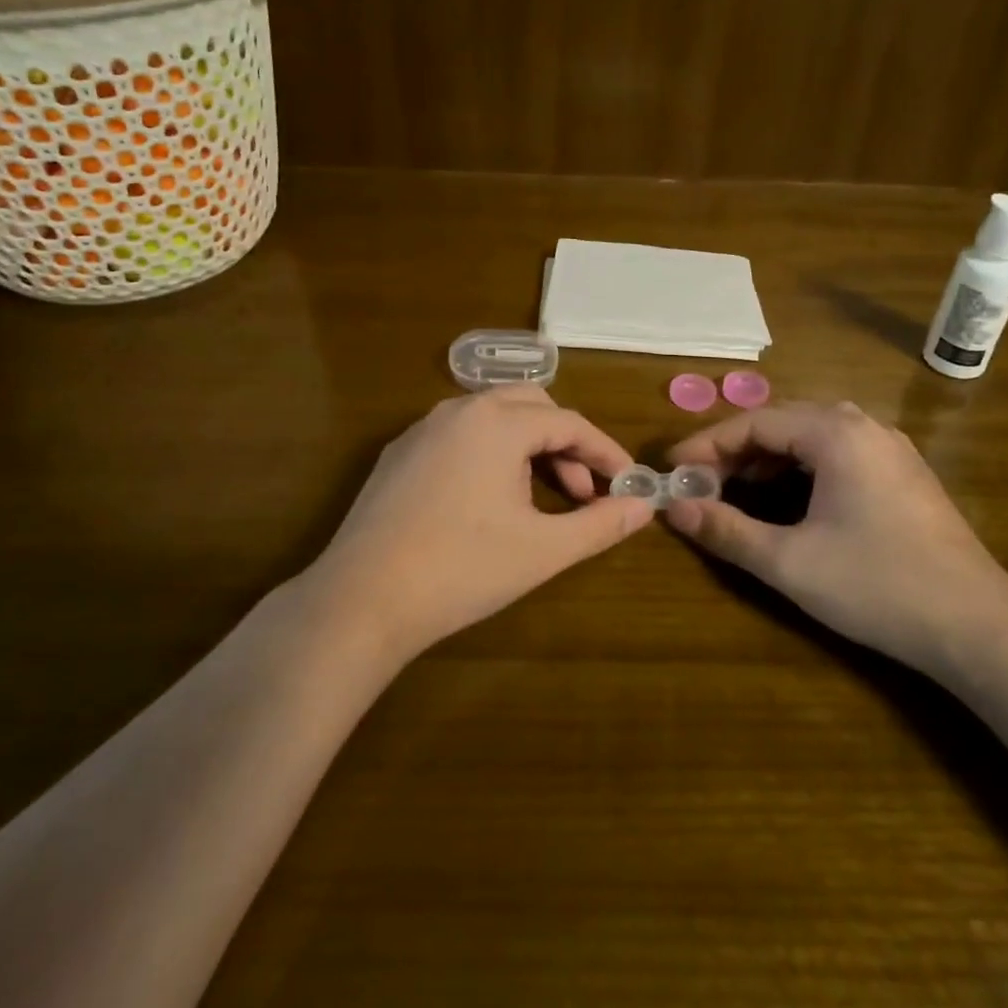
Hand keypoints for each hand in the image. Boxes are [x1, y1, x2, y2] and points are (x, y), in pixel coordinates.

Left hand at [309, 386, 653, 662]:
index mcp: (498, 422)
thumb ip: (600, 524)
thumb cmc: (462, 569)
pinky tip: (488, 500)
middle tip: (582, 493)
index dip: (605, 454)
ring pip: (493, 418)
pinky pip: (460, 436)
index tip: (628, 485)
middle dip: (566, 445)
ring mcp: (422, 429)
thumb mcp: (543, 549)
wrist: (361, 600)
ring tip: (540, 499)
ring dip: (528, 448)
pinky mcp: (399, 454)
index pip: (570, 423)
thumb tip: (646, 506)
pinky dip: (490, 454)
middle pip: (532, 407)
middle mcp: (459, 410)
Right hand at [664, 402, 1007, 672]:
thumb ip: (726, 530)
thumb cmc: (877, 586)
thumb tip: (674, 509)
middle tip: (700, 483)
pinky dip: (799, 468)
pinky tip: (787, 499)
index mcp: (836, 433)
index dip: (707, 445)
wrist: (978, 628)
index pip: (754, 422)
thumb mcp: (789, 562)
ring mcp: (889, 448)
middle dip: (734, 450)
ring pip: (810, 436)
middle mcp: (864, 426)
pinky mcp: (902, 474)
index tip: (673, 470)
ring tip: (734, 489)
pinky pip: (836, 452)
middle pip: (782, 422)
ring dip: (766, 459)